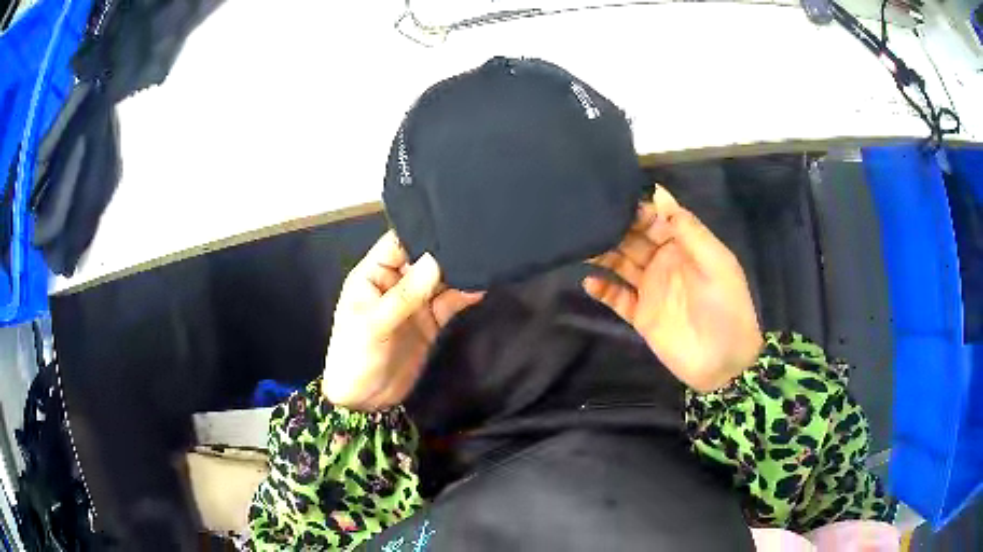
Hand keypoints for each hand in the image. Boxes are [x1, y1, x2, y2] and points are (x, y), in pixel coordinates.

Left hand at [322, 231, 483, 410]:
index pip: (397, 243)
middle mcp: (395, 284)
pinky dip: (464, 295)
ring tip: (482, 260)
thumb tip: (435, 261)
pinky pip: (449, 303)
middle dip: (445, 250)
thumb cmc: (356, 357)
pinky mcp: (430, 322)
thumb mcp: (374, 324)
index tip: (448, 221)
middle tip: (473, 238)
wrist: (365, 401)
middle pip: (422, 259)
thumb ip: (405, 295)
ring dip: (458, 272)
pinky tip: (480, 287)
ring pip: (440, 280)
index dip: (420, 231)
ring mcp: (414, 304)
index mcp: (373, 276)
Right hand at [583, 188, 761, 392]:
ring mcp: (651, 290)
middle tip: (587, 220)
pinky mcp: (641, 316)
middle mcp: (665, 263)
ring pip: (621, 265)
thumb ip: (688, 229)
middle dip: (614, 228)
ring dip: (603, 254)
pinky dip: (603, 290)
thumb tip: (657, 191)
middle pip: (634, 240)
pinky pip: (617, 298)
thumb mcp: (715, 263)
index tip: (612, 200)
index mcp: (685, 247)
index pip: (656, 220)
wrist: (723, 363)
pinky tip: (589, 282)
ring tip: (581, 246)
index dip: (636, 210)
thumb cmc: (725, 308)